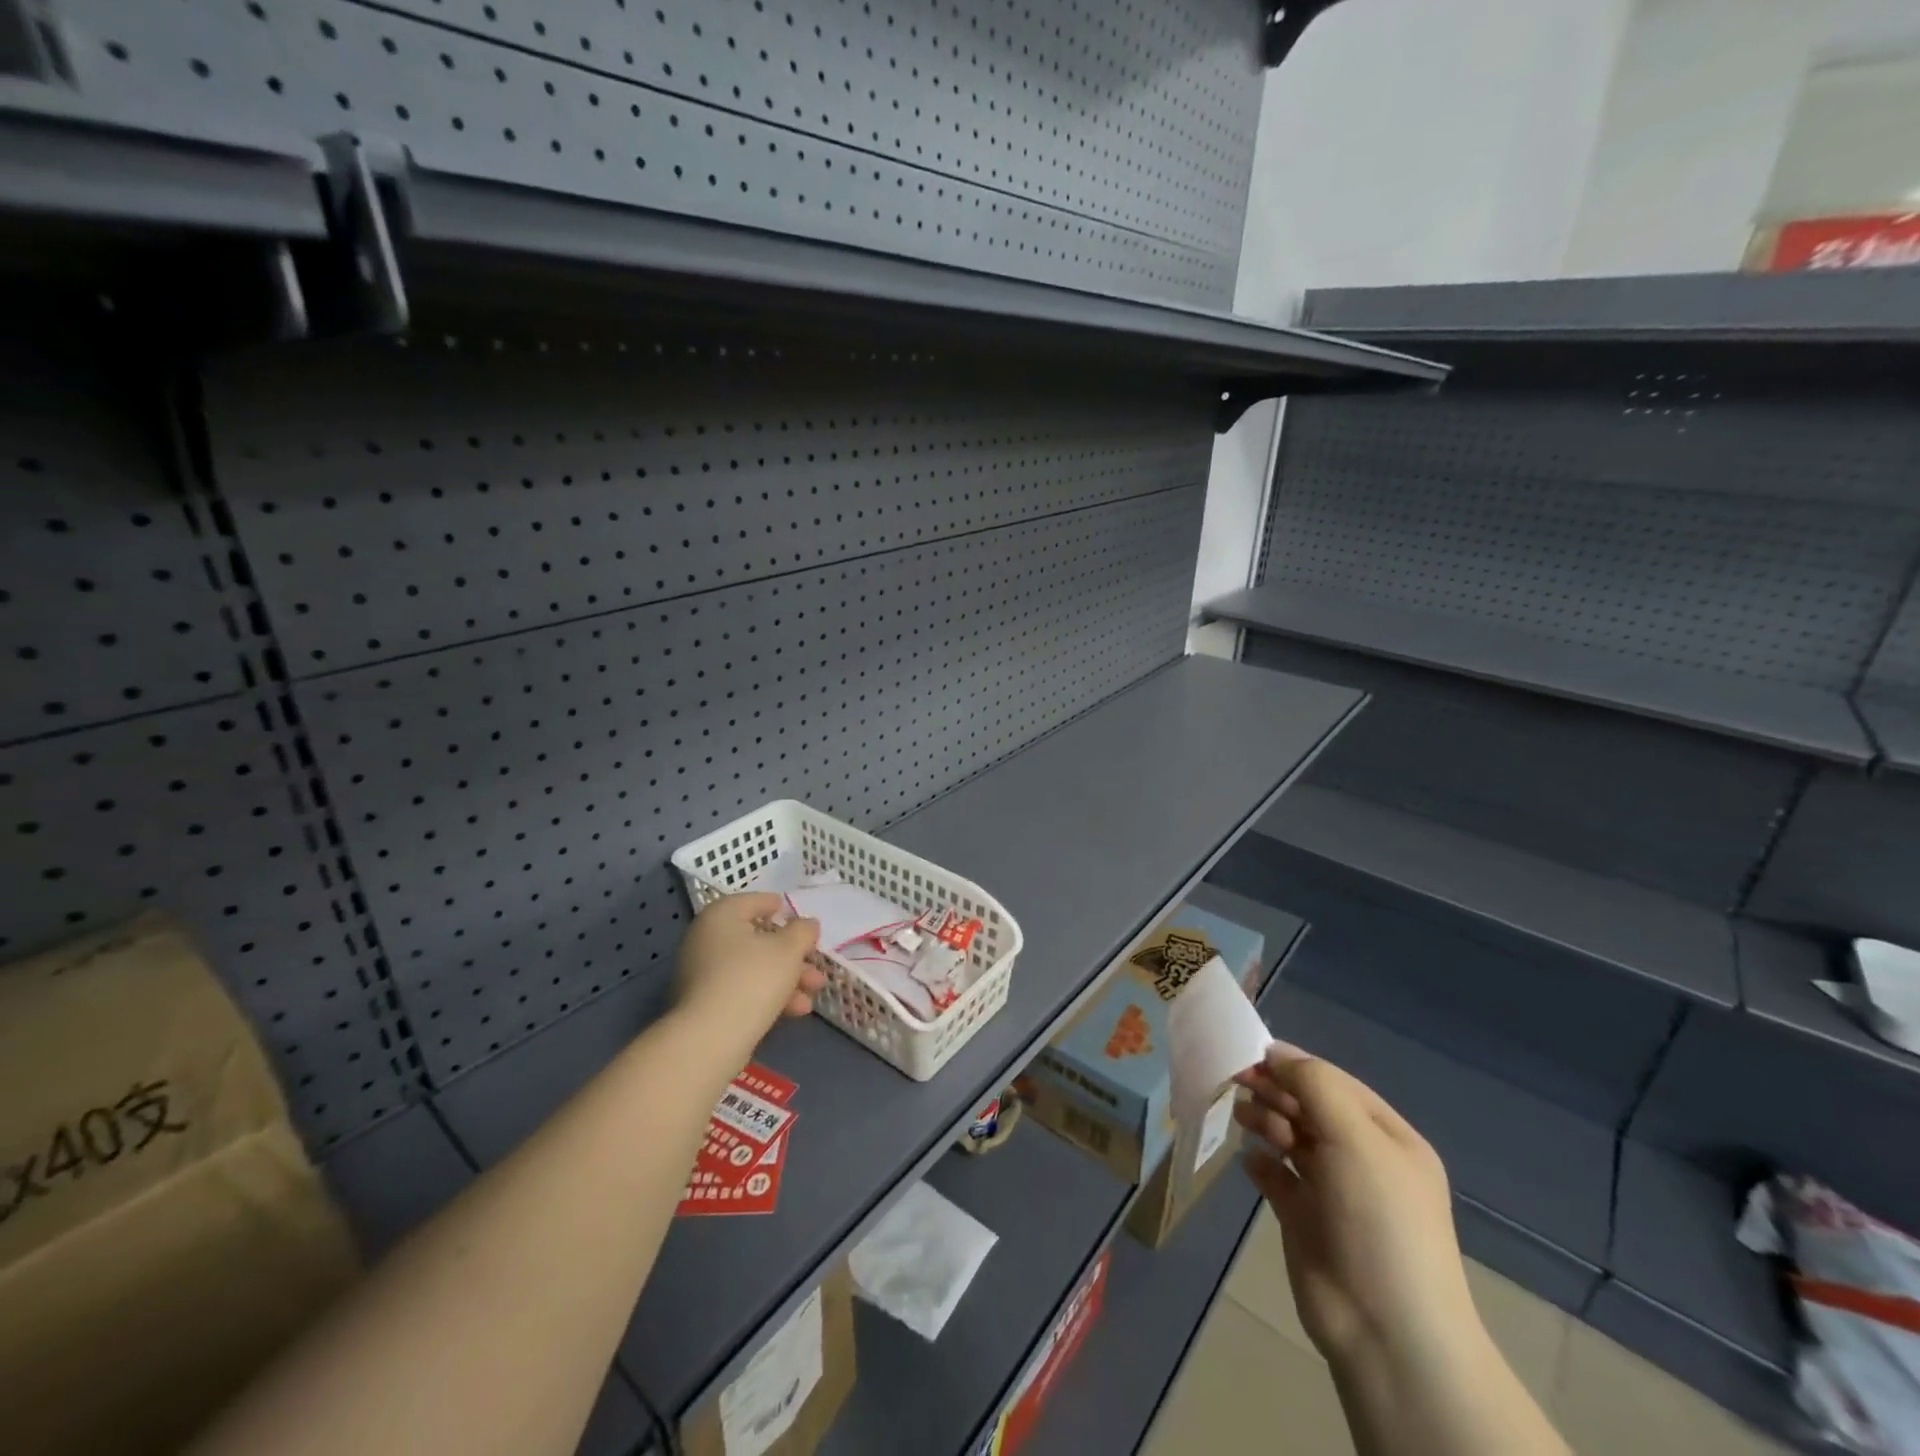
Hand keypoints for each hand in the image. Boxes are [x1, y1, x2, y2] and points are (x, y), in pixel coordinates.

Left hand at [673, 894, 827, 1047]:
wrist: (711, 1038)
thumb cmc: (753, 978)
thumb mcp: (789, 949)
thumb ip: (803, 931)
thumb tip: (807, 924)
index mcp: (721, 915)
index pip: (755, 901)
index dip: (783, 909)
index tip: (803, 921)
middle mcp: (706, 938)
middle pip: (758, 939)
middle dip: (793, 955)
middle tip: (816, 965)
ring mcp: (702, 972)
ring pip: (754, 967)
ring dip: (787, 978)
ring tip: (814, 992)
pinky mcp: (704, 1003)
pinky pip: (742, 989)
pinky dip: (768, 994)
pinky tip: (796, 1011)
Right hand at [1233, 1048, 1477, 1369]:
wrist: (1386, 1329)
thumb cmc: (1377, 1219)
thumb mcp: (1354, 1137)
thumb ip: (1314, 1085)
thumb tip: (1274, 1053)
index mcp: (1387, 1137)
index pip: (1333, 1083)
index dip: (1292, 1064)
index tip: (1250, 1054)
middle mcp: (1361, 1158)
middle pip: (1309, 1107)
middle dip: (1275, 1091)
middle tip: (1237, 1082)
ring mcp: (1333, 1191)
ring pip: (1290, 1138)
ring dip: (1265, 1121)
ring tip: (1244, 1120)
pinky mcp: (1304, 1219)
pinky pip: (1276, 1177)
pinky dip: (1261, 1163)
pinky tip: (1250, 1162)